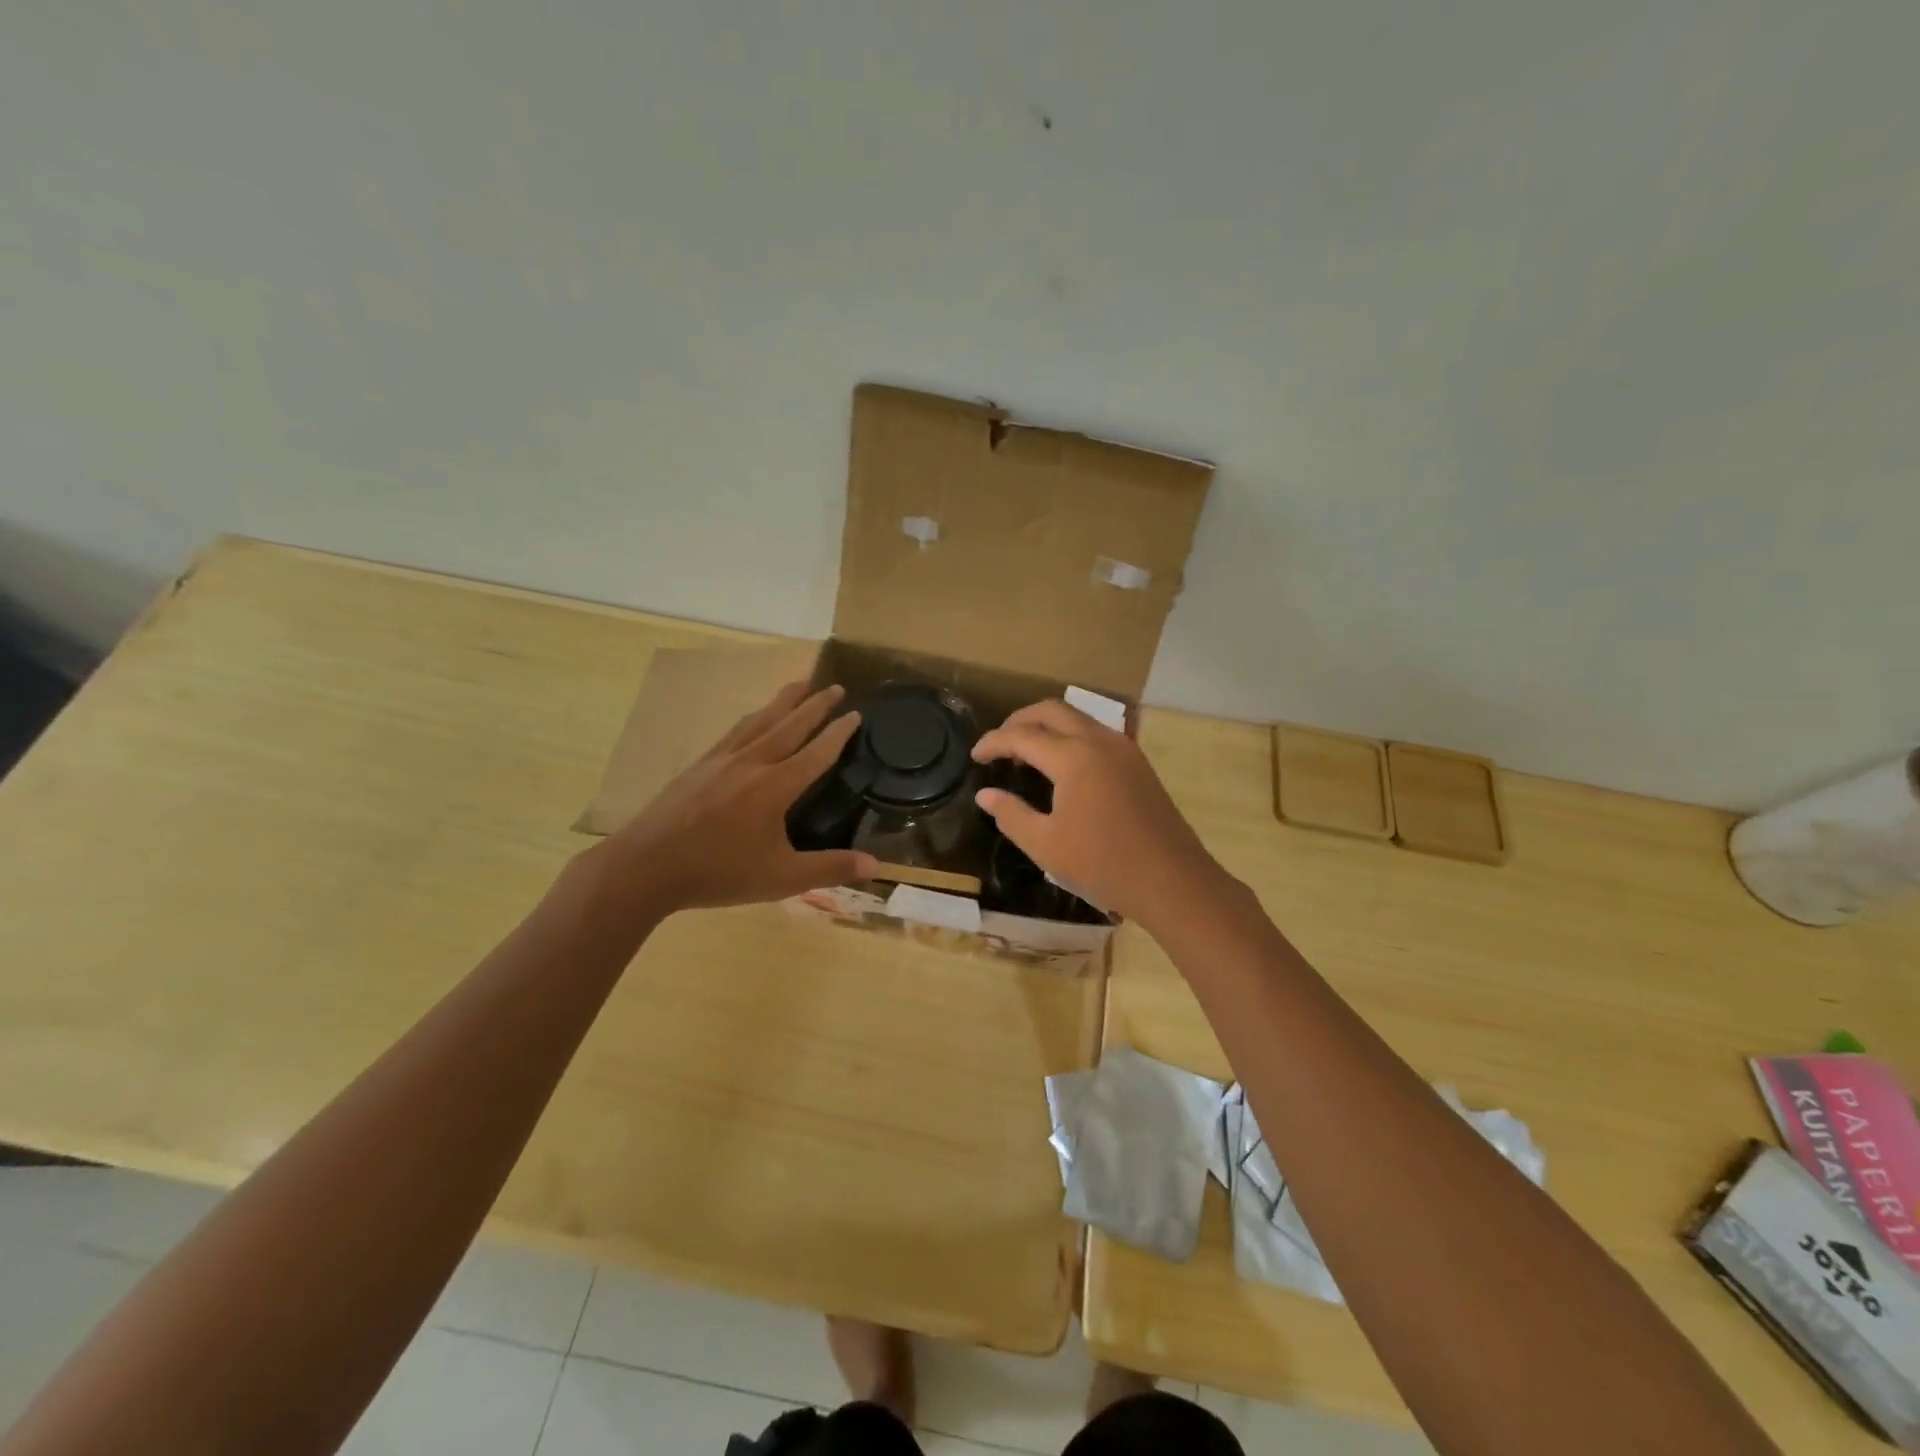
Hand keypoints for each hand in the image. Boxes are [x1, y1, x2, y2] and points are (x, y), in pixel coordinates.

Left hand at [591, 681, 879, 915]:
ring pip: (760, 720)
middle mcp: (752, 762)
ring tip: (799, 684)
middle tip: (835, 686)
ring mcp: (722, 760)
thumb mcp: (781, 878)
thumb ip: (829, 868)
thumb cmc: (718, 872)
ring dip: (784, 701)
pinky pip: (735, 731)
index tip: (856, 714)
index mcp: (776, 786)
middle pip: (790, 725)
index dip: (838, 733)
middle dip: (815, 705)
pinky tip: (753, 719)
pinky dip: (753, 718)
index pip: (817, 753)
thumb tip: (876, 866)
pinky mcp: (699, 765)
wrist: (645, 866)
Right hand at [971, 700, 1229, 929]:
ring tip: (1027, 753)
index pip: (1022, 736)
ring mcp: (1124, 749)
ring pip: (1077, 718)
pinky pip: (1096, 733)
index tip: (975, 756)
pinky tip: (1063, 765)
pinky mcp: (1138, 763)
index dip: (993, 742)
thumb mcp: (1045, 845)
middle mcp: (1099, 741)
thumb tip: (986, 795)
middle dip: (1020, 721)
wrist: (1172, 880)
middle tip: (999, 744)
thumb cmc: (1103, 864)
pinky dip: (1070, 736)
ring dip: (1047, 726)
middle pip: (1052, 711)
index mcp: (1073, 757)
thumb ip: (1011, 815)